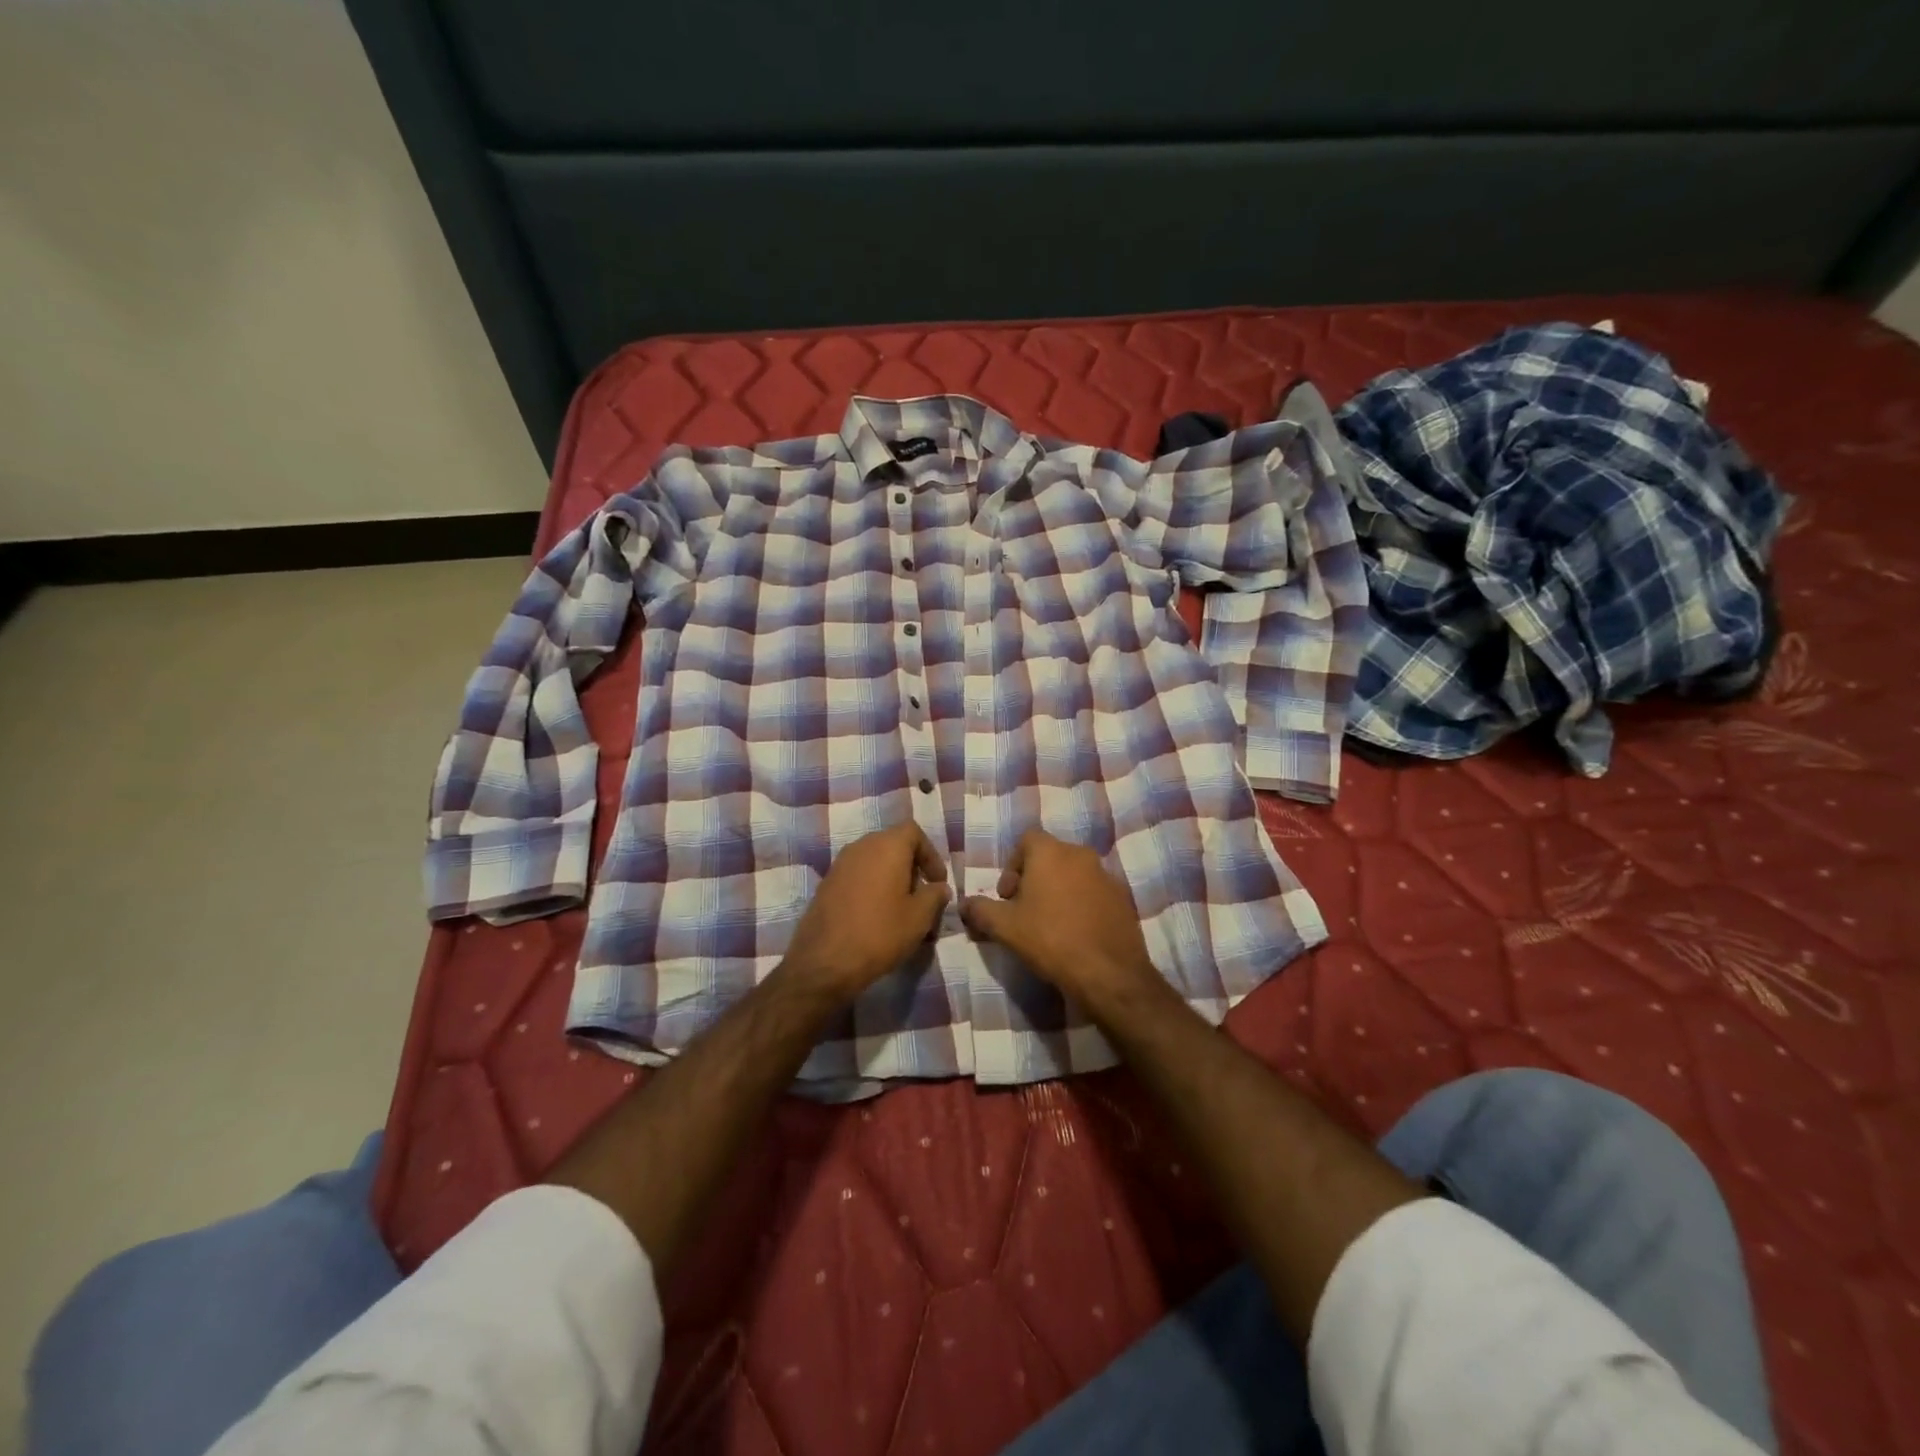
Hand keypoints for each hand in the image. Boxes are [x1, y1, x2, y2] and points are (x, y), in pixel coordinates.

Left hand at [779, 822, 950, 1000]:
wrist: (824, 962)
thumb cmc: (879, 933)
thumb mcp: (919, 917)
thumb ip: (934, 895)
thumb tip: (939, 887)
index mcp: (886, 846)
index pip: (913, 832)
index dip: (930, 854)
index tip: (937, 882)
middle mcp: (861, 846)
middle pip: (893, 845)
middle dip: (912, 868)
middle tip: (922, 897)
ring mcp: (839, 864)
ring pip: (874, 862)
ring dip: (892, 879)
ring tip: (902, 911)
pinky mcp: (827, 884)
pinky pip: (858, 876)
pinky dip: (872, 888)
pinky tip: (877, 917)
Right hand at [959, 829, 1164, 1014]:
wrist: (1108, 972)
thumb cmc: (1050, 939)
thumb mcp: (1004, 927)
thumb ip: (980, 910)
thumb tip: (964, 904)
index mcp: (1051, 852)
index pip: (1026, 840)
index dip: (1011, 866)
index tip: (1007, 896)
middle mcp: (1081, 854)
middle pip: (1050, 857)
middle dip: (1034, 879)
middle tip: (1024, 911)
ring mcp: (1106, 875)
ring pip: (1074, 874)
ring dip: (1059, 891)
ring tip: (1050, 925)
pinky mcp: (1123, 898)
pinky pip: (1094, 892)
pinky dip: (1082, 904)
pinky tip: (1076, 933)